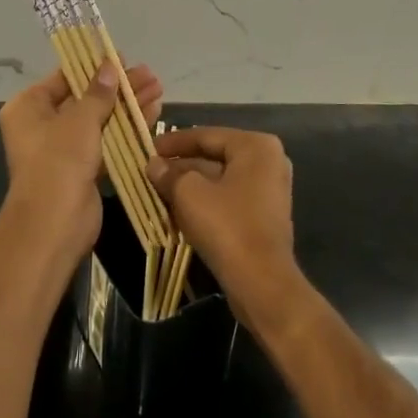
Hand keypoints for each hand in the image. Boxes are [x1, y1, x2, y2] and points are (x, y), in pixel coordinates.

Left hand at [0, 60, 163, 265]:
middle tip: (149, 75)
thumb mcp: (80, 119)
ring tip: (158, 89)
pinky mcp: (83, 168)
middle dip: (119, 87)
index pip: (64, 78)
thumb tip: (110, 66)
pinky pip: (107, 141)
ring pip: (100, 120)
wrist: (54, 223)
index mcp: (29, 107)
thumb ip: (99, 92)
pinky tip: (152, 115)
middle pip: (86, 98)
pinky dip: (127, 129)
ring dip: (128, 106)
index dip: (94, 67)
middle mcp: (42, 125)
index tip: (123, 58)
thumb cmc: (59, 160)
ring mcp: (63, 149)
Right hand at [147, 127, 295, 307]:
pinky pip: (229, 198)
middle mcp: (268, 162)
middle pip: (215, 156)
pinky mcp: (264, 216)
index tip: (149, 148)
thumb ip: (169, 174)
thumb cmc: (227, 226)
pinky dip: (205, 200)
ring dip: (190, 184)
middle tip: (152, 170)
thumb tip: (153, 165)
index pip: (207, 135)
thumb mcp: (189, 194)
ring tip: (159, 189)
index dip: (175, 142)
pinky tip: (178, 209)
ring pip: (220, 179)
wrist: (262, 283)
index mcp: (256, 146)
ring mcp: (269, 190)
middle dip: (182, 164)